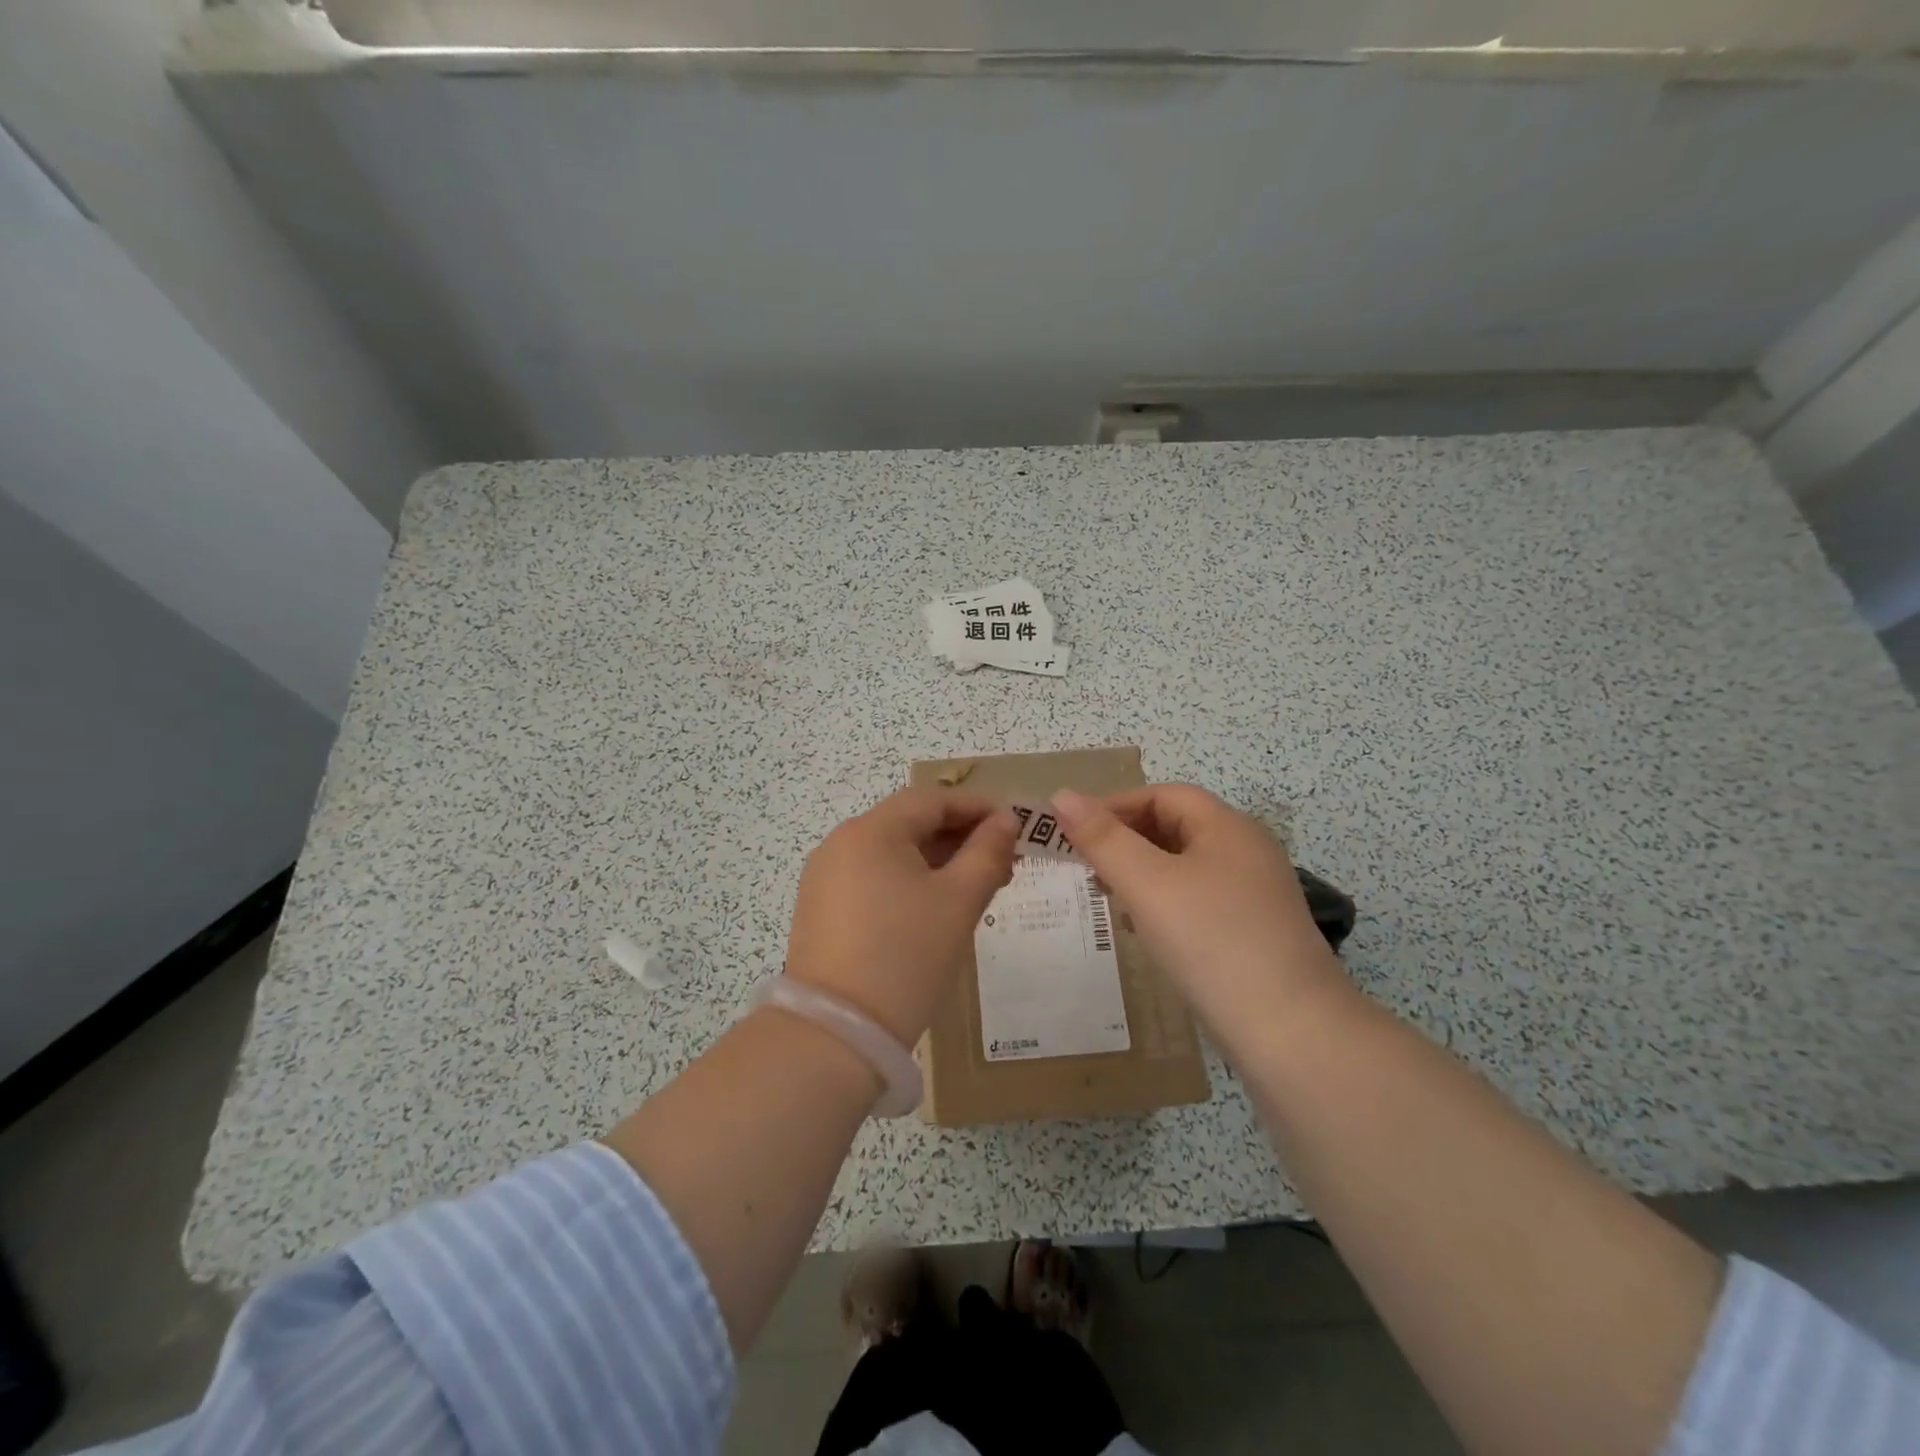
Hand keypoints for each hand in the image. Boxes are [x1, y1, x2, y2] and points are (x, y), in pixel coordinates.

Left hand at [786, 789, 1018, 1043]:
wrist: (836, 1035)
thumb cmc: (906, 956)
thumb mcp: (958, 901)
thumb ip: (987, 853)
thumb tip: (1005, 821)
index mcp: (871, 831)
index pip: (931, 800)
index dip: (977, 807)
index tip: (1016, 825)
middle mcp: (841, 844)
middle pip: (910, 823)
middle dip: (960, 836)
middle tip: (1005, 860)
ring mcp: (825, 878)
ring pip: (892, 853)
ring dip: (937, 861)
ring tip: (978, 885)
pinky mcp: (821, 909)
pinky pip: (873, 878)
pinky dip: (908, 882)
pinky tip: (936, 906)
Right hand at [1050, 784, 1349, 1037]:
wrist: (1292, 1032)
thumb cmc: (1212, 942)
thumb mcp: (1148, 885)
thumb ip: (1103, 839)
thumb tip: (1061, 795)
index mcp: (1227, 827)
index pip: (1162, 796)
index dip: (1115, 806)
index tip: (1074, 834)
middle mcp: (1245, 851)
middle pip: (1174, 827)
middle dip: (1125, 840)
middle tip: (1085, 867)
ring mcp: (1253, 894)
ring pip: (1183, 866)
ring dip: (1141, 873)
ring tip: (1107, 897)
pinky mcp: (1253, 931)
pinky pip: (1197, 899)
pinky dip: (1163, 902)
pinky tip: (1144, 930)